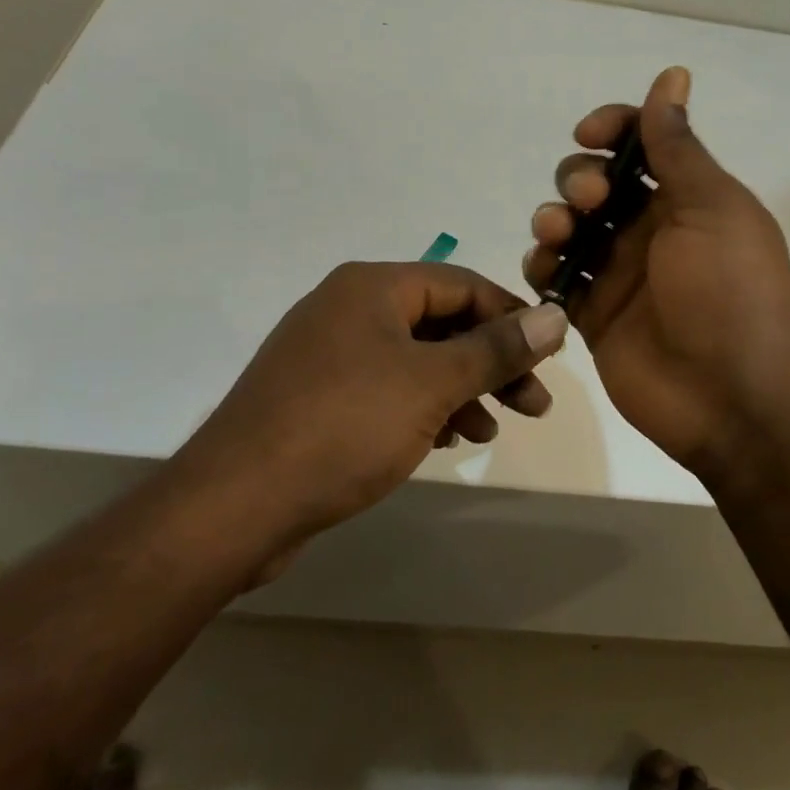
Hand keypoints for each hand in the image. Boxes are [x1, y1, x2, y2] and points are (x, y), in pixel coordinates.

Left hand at [172, 261, 568, 550]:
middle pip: (441, 322)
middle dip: (491, 362)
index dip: (511, 316)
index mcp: (371, 287)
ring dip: (463, 389)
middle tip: (534, 403)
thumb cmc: (343, 427)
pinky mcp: (320, 397)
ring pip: (417, 359)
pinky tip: (450, 439)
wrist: (234, 505)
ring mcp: (330, 354)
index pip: (462, 284)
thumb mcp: (431, 384)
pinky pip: (389, 388)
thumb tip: (555, 315)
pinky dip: (426, 407)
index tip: (550, 355)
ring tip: (496, 428)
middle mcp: (349, 309)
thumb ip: (496, 349)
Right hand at [524, 67, 789, 480]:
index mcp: (688, 198)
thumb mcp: (712, 208)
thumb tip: (673, 74)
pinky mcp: (595, 315)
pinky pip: (557, 278)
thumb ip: (678, 146)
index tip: (589, 135)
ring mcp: (621, 274)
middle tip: (589, 203)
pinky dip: (544, 267)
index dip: (612, 128)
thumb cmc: (729, 293)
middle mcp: (651, 229)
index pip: (641, 144)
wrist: (732, 399)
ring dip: (553, 219)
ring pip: (569, 228)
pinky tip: (547, 271)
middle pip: (595, 183)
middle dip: (579, 179)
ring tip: (558, 237)